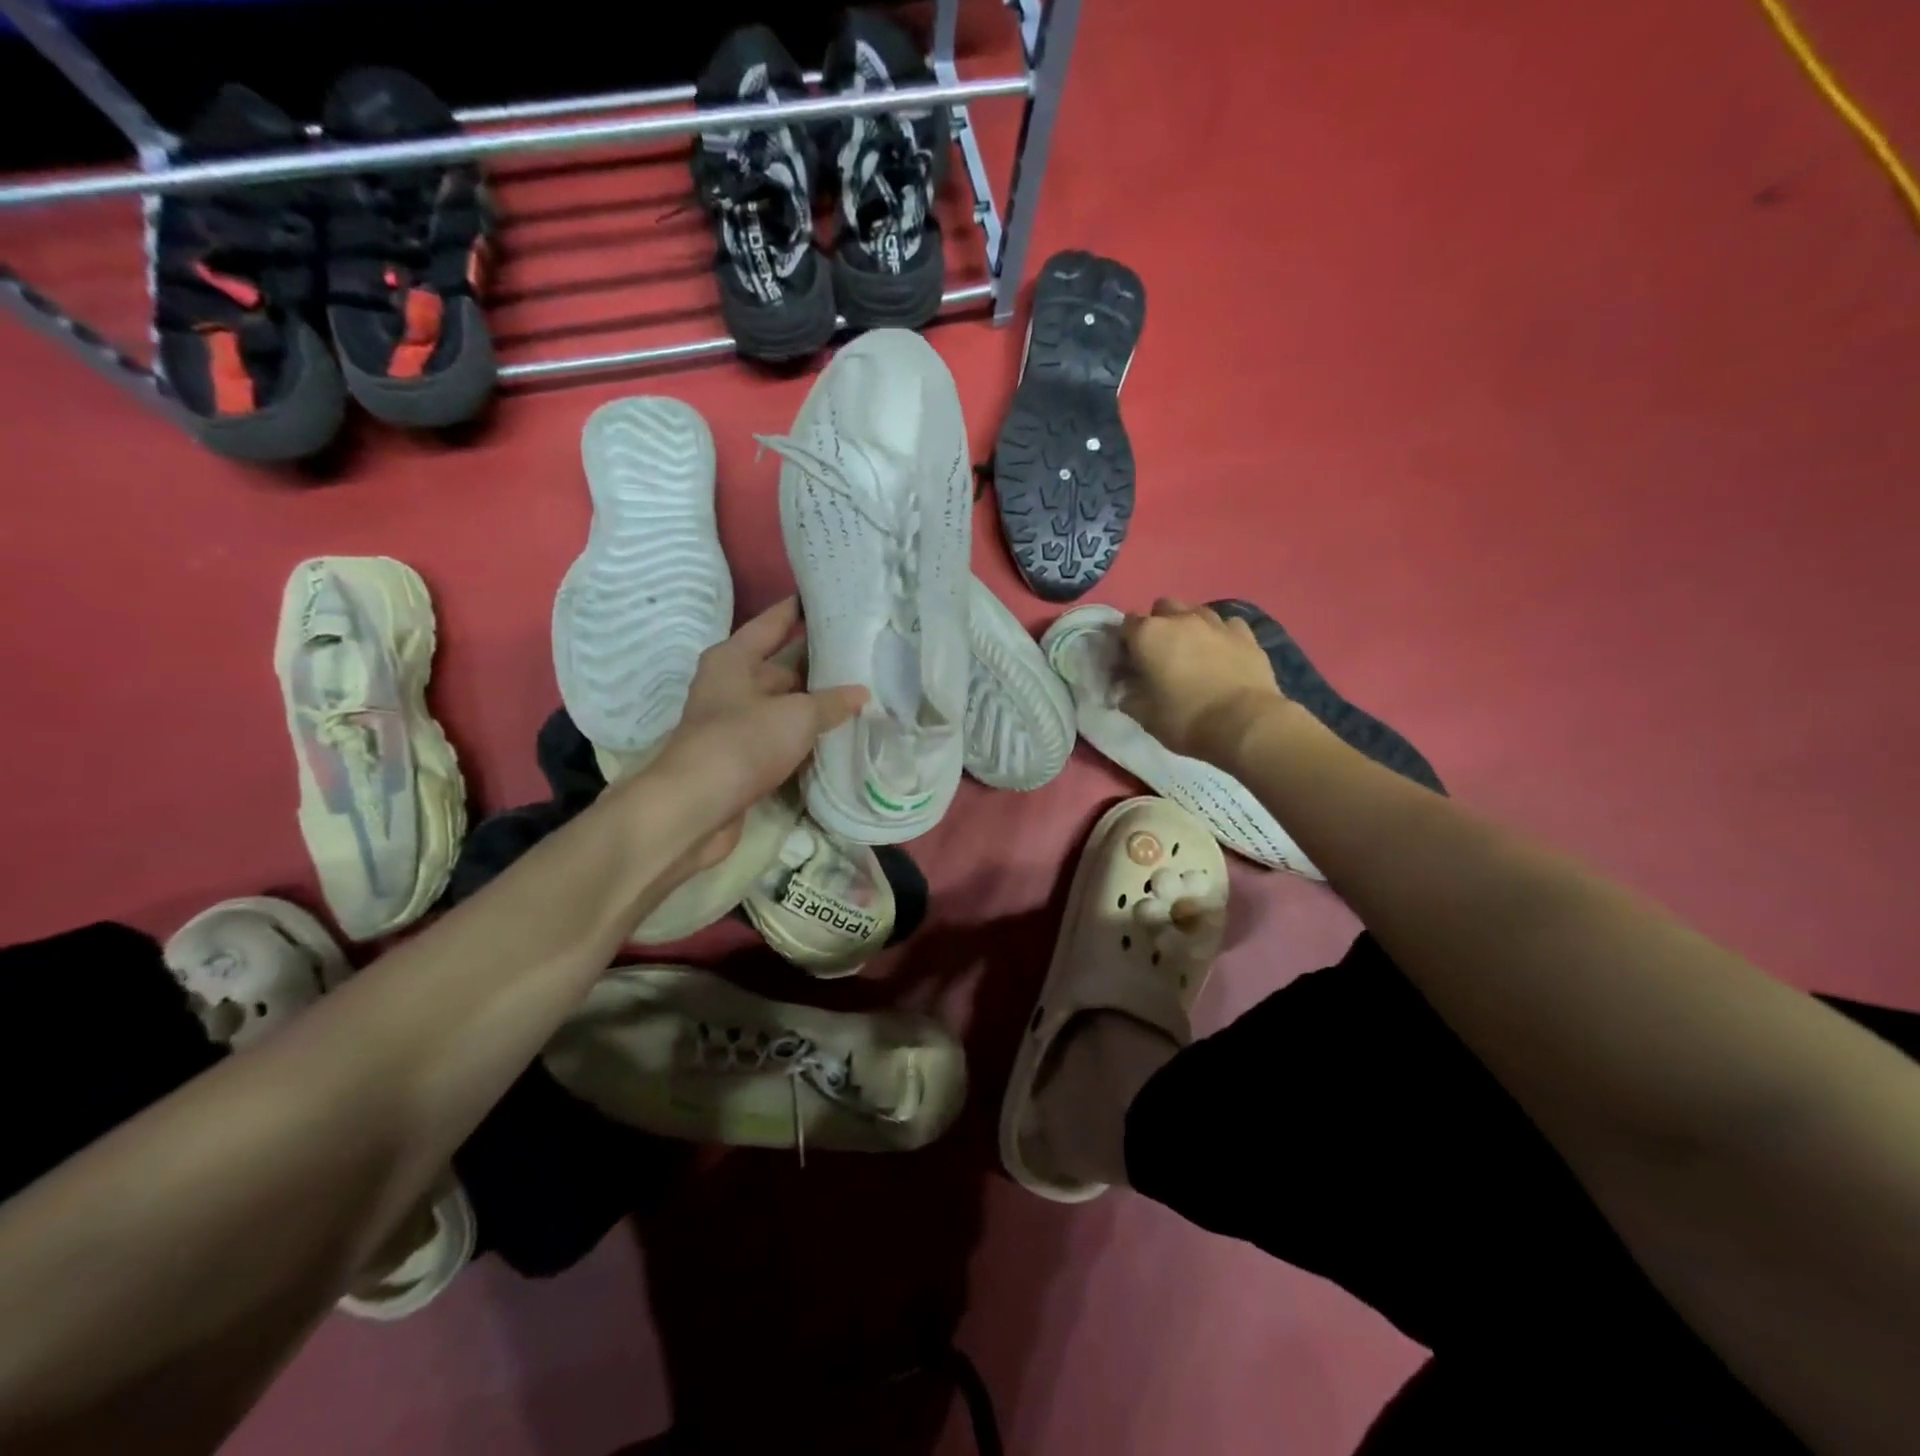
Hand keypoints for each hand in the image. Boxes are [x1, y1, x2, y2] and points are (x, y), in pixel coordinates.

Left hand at [609, 597, 864, 871]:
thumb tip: (860, 693)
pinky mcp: (741, 759)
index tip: (831, 597)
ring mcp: (735, 724)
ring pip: (784, 706)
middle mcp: (730, 686)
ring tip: (861, 695)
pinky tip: (838, 737)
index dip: (799, 609)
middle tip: (863, 656)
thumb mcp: (796, 716)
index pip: (773, 623)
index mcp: (733, 659)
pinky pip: (781, 739)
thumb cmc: (742, 743)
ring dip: (815, 706)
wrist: (696, 808)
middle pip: (781, 667)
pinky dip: (805, 738)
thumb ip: (831, 702)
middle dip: (819, 664)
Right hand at [1119, 598, 1287, 762]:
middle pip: (1163, 607)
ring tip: (1192, 651)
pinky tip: (1223, 652)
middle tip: (1160, 653)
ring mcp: (1216, 623)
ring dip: (1189, 625)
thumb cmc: (1185, 719)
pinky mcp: (1246, 635)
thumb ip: (1129, 696)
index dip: (1125, 643)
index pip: (1126, 625)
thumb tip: (1126, 689)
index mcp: (1148, 635)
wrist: (1245, 724)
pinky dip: (1220, 634)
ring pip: (1195, 610)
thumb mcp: (1144, 715)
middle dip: (1158, 624)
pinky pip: (1227, 625)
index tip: (1129, 662)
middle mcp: (1180, 619)